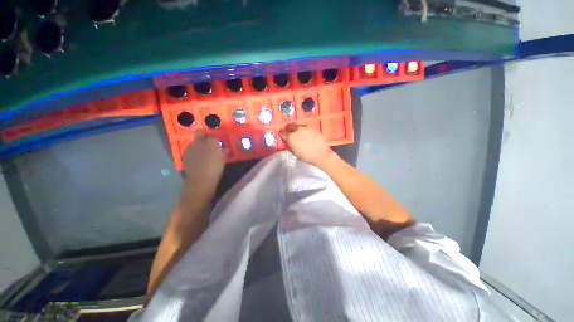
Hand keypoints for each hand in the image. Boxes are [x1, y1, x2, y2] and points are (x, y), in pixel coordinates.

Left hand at [182, 130, 224, 183]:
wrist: (200, 179)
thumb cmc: (216, 168)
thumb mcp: (224, 159)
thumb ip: (224, 151)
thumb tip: (225, 148)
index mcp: (211, 141)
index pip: (214, 135)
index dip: (216, 139)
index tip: (218, 144)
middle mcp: (199, 141)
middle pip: (200, 132)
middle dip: (204, 136)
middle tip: (209, 144)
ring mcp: (190, 147)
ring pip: (194, 141)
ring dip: (198, 145)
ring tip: (203, 154)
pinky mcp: (185, 154)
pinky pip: (191, 149)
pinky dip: (194, 152)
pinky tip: (197, 159)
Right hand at [280, 123, 335, 168]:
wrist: (320, 154)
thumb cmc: (305, 156)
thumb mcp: (294, 152)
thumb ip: (290, 145)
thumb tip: (289, 142)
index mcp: (290, 137)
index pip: (283, 133)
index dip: (283, 135)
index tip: (284, 137)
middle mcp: (297, 130)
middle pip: (290, 126)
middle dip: (289, 129)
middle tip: (291, 133)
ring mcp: (305, 128)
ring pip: (298, 126)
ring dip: (297, 129)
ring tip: (300, 135)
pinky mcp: (312, 128)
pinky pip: (306, 128)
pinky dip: (305, 131)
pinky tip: (307, 136)